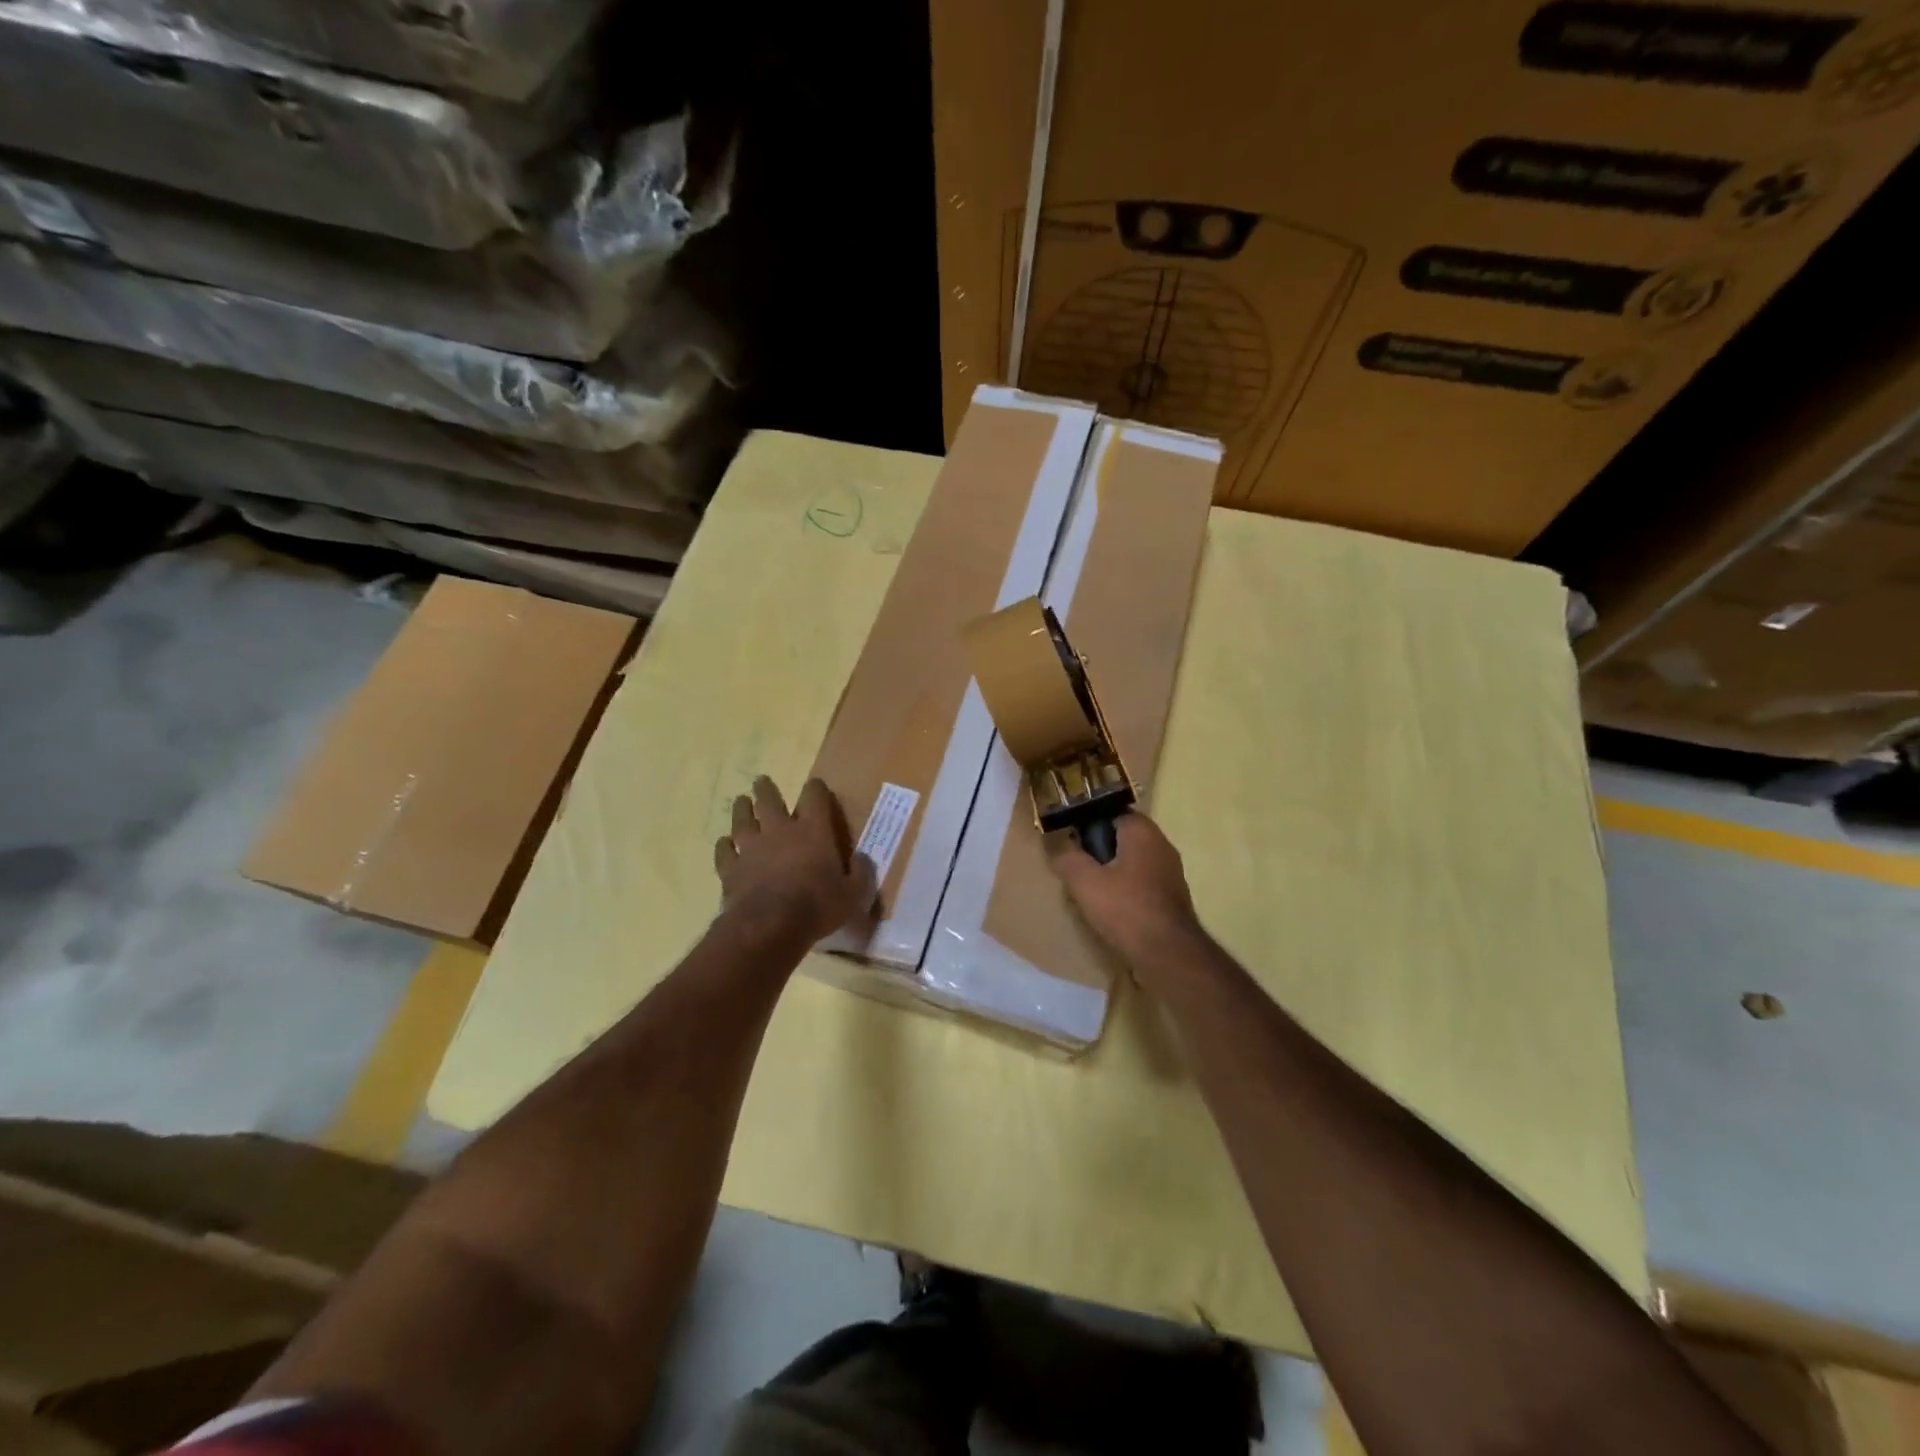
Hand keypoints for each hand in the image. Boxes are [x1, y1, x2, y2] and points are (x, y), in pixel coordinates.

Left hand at [715, 776, 876, 943]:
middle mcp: (780, 831)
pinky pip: (724, 851)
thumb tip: (861, 859)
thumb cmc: (817, 907)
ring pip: (742, 820)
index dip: (816, 788)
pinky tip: (724, 843)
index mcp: (813, 831)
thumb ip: (860, 874)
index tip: (816, 785)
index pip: (815, 797)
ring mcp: (751, 847)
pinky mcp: (731, 868)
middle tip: (761, 781)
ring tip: (741, 801)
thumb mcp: (853, 894)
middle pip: (770, 800)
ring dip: (742, 809)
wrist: (769, 927)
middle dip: (766, 789)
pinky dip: (724, 845)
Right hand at [1050, 813, 1205, 982]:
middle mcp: (1161, 845)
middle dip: (1100, 849)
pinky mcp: (1173, 896)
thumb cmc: (1126, 908)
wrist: (1168, 953)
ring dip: (1113, 871)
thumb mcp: (1085, 882)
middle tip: (1077, 865)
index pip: (1112, 813)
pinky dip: (1128, 889)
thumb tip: (1059, 849)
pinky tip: (1112, 907)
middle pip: (1123, 838)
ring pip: (1134, 861)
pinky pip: (1144, 882)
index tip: (1071, 839)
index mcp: (1142, 832)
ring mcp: (1171, 871)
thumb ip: (1068, 859)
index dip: (1089, 823)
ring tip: (1090, 889)